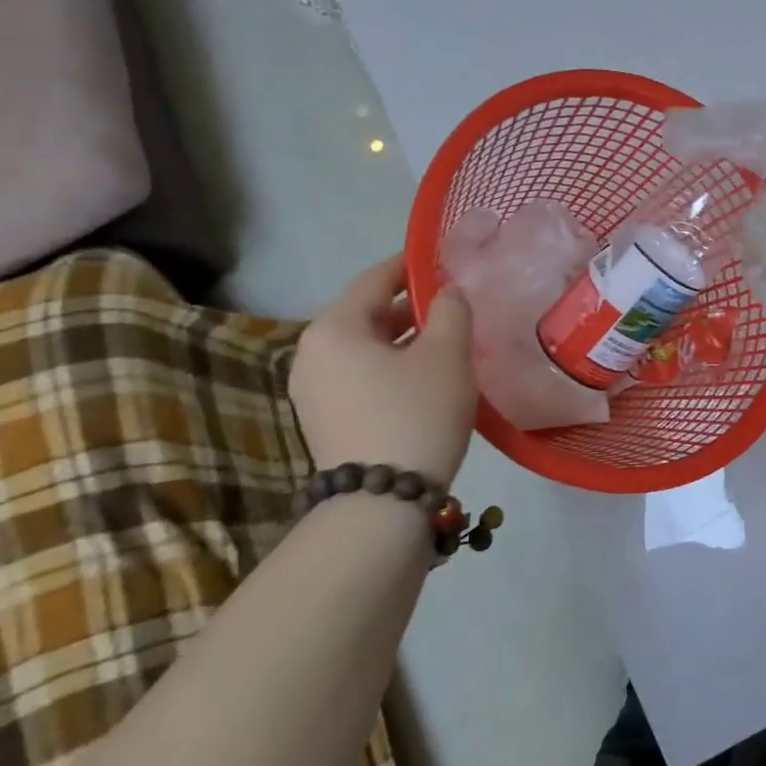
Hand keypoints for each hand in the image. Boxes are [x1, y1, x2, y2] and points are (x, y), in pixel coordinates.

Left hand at [289, 255, 476, 484]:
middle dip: (411, 306)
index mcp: (334, 328)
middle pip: (367, 314)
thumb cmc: (416, 413)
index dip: (412, 266)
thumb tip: (447, 292)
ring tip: (446, 340)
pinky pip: (360, 376)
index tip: (444, 260)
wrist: (382, 504)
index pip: (375, 279)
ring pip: (365, 348)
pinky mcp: (324, 420)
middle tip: (453, 305)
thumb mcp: (446, 354)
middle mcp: (311, 353)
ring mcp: (313, 391)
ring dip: (403, 339)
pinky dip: (391, 367)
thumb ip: (450, 310)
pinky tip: (425, 377)